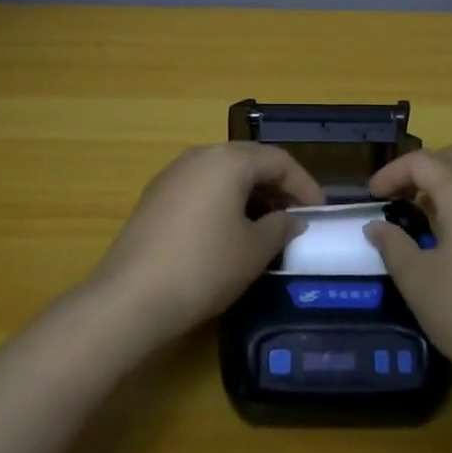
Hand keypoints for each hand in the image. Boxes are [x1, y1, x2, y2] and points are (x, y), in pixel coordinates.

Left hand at [89, 144, 323, 344]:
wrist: (131, 297)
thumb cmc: (204, 267)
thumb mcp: (254, 251)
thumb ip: (280, 227)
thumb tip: (291, 219)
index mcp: (228, 160)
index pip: (278, 160)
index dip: (305, 184)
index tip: (321, 211)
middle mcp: (200, 155)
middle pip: (249, 160)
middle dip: (277, 185)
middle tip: (297, 215)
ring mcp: (173, 173)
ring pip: (223, 172)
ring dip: (250, 192)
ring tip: (266, 224)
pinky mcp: (155, 196)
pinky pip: (201, 186)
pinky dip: (224, 200)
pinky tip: (229, 230)